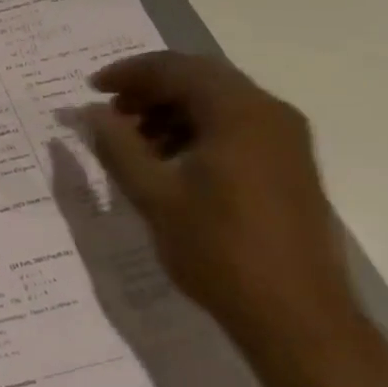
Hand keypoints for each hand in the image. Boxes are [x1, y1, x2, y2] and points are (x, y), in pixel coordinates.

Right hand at [79, 52, 363, 360]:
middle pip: (199, 79)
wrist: (297, 318)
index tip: (91, 91)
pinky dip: (197, 130)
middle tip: (111, 113)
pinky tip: (170, 161)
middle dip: (149, 90)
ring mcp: (285, 139)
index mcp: (239, 112)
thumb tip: (90, 112)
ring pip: (218, 103)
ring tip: (134, 141)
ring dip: (171, 110)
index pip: (175, 68)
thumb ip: (117, 145)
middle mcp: (269, 113)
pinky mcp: (289, 165)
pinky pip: (236, 127)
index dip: (128, 74)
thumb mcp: (154, 196)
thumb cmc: (219, 251)